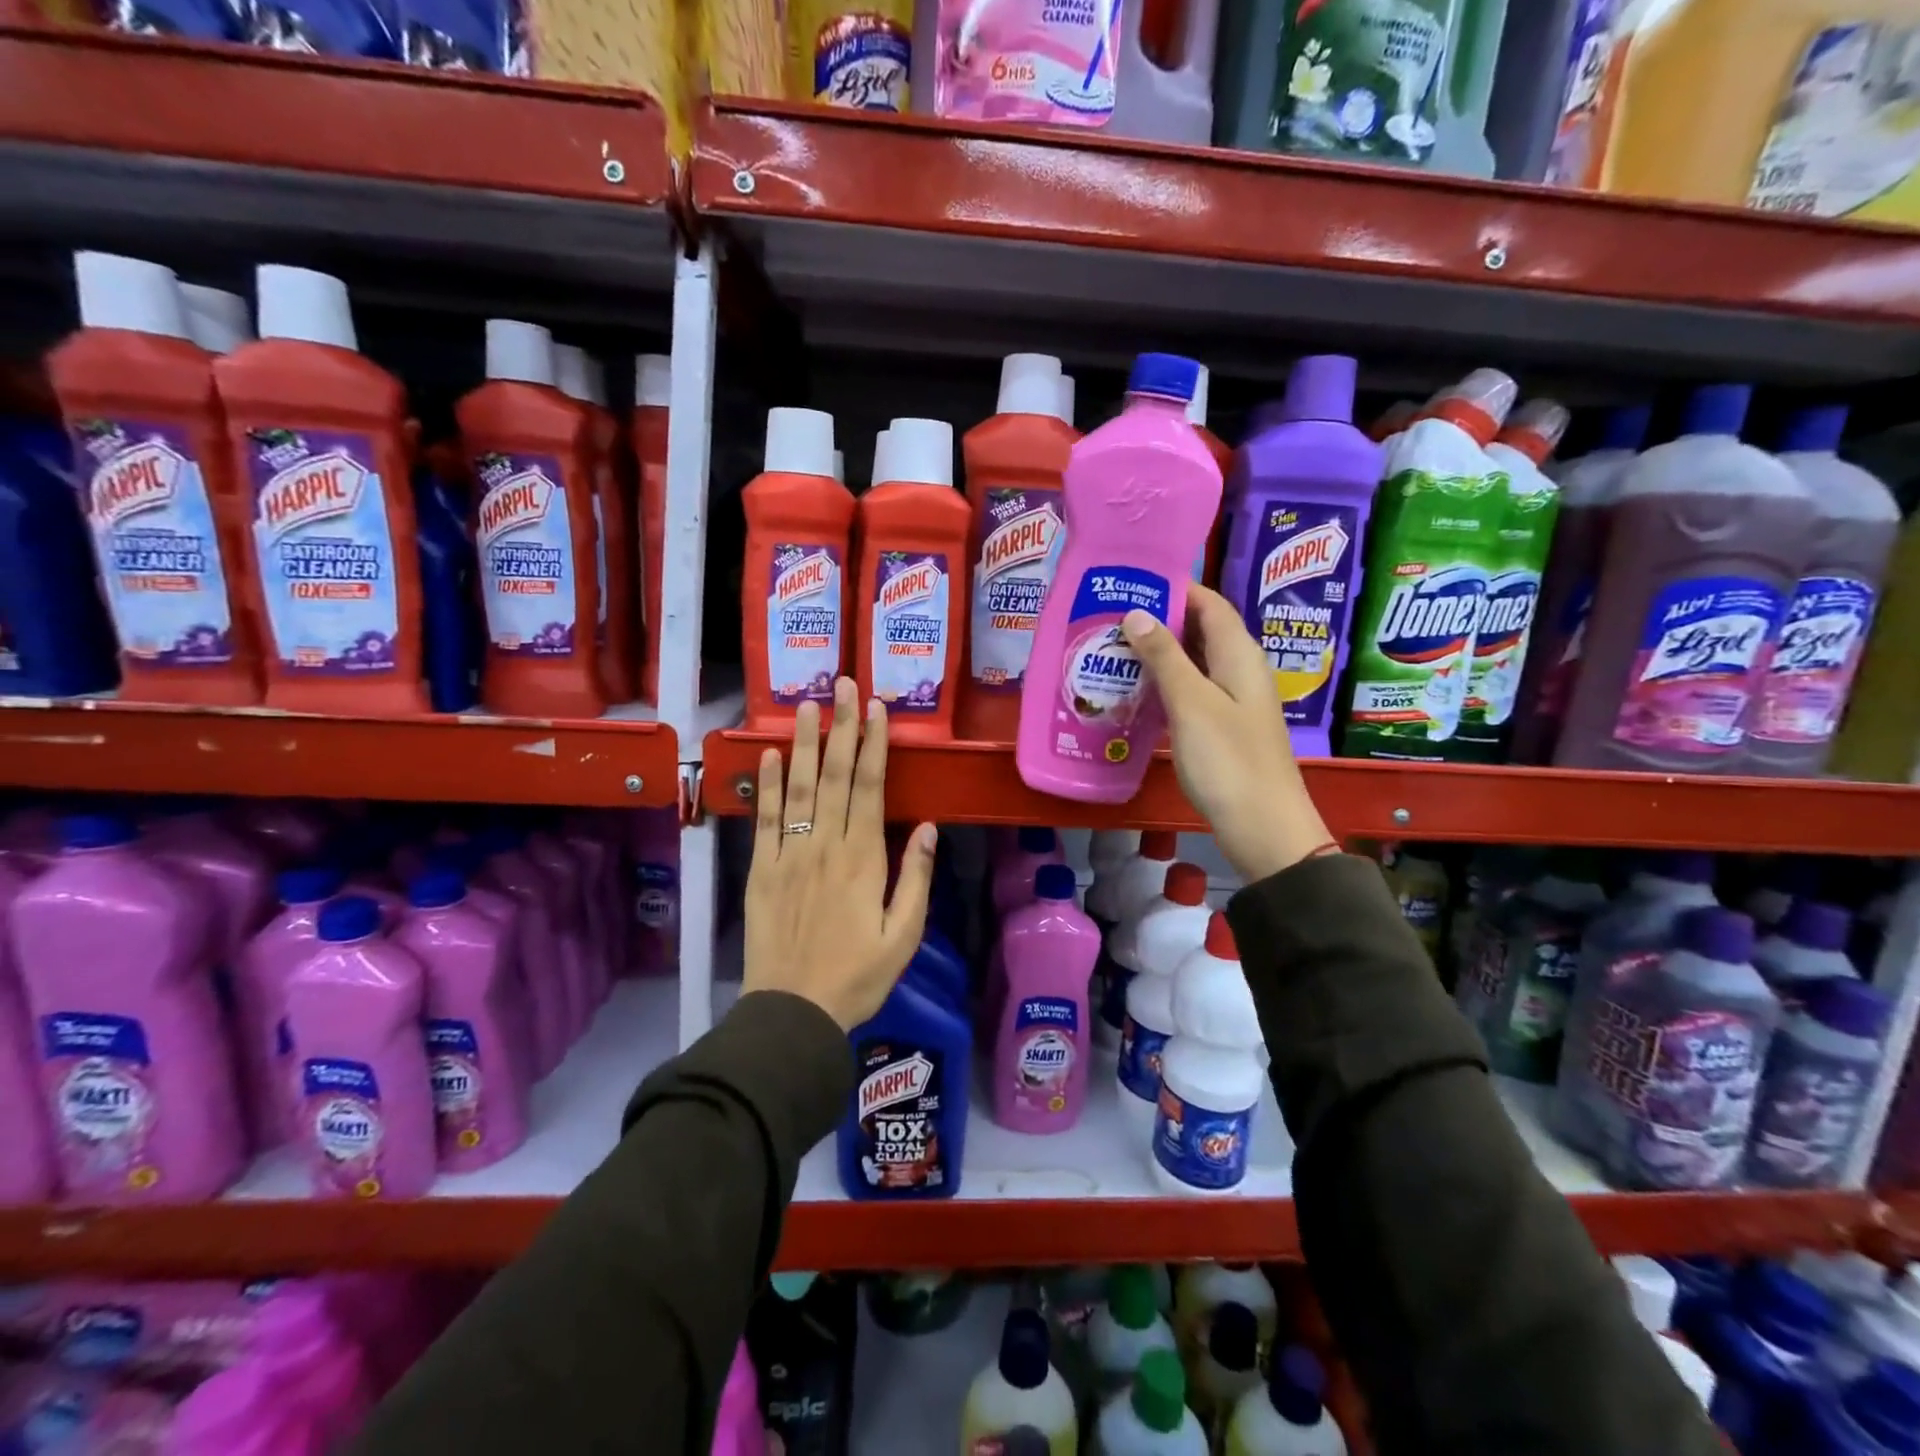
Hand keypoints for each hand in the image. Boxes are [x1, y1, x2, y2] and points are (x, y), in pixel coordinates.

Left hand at [743, 676, 937, 1030]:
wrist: (793, 1013)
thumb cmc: (858, 976)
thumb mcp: (903, 936)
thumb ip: (915, 878)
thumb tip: (927, 827)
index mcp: (863, 860)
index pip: (868, 788)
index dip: (873, 745)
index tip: (876, 708)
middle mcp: (824, 847)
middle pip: (833, 776)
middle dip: (841, 727)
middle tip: (843, 684)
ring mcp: (788, 856)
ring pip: (797, 789)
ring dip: (802, 743)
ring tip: (806, 705)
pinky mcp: (760, 871)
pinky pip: (764, 821)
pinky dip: (766, 786)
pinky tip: (768, 755)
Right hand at [1122, 583, 1334, 883]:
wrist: (1262, 827)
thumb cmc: (1228, 760)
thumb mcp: (1191, 703)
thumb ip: (1165, 656)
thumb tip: (1137, 612)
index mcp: (1239, 654)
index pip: (1208, 603)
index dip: (1174, 587)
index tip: (1130, 582)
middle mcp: (1239, 669)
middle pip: (1199, 630)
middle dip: (1158, 619)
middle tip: (1109, 616)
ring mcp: (1232, 700)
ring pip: (1193, 662)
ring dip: (1158, 653)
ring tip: (1111, 648)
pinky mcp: (1222, 726)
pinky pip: (1190, 691)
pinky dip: (1164, 684)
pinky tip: (1133, 691)